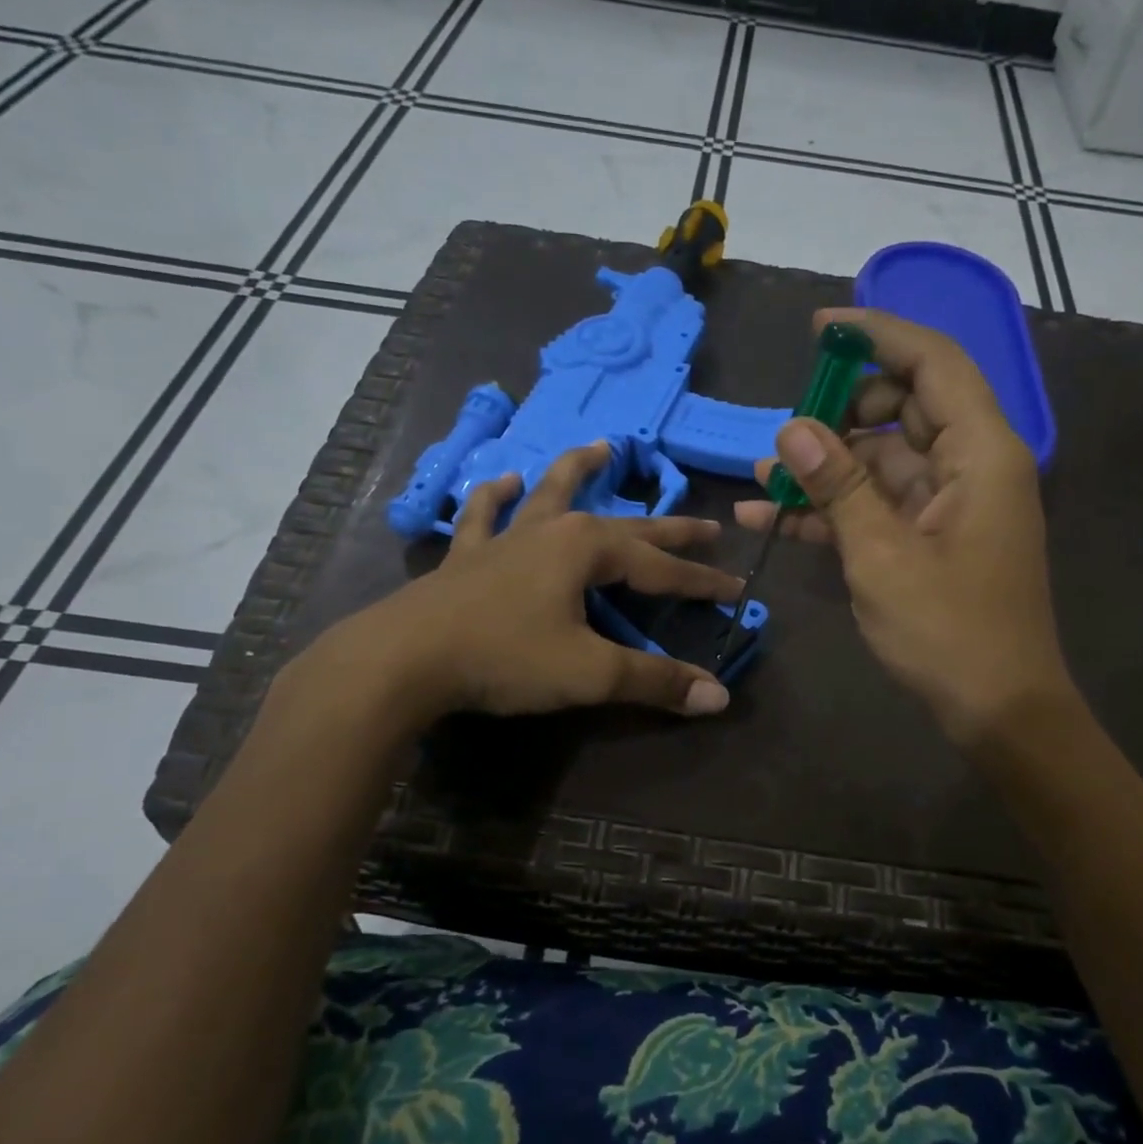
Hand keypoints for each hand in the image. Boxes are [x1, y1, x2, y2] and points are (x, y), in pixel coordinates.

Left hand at [294, 442, 740, 721]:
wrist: (405, 659)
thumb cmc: (505, 658)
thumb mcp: (590, 673)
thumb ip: (655, 681)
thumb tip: (719, 697)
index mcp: (588, 549)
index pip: (662, 567)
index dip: (702, 581)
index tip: (737, 590)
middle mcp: (552, 530)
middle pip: (625, 526)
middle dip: (669, 528)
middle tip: (708, 524)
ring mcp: (506, 538)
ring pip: (551, 494)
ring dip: (579, 471)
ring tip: (601, 447)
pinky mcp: (468, 556)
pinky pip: (484, 516)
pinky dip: (496, 497)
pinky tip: (505, 482)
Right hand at [735, 307, 1075, 743]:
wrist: (997, 710)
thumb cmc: (949, 631)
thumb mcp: (882, 555)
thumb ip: (838, 486)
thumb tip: (791, 429)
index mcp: (979, 453)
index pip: (932, 363)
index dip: (877, 335)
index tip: (818, 330)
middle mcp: (968, 466)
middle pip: (901, 408)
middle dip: (838, 411)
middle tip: (785, 431)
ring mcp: (947, 505)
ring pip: (880, 460)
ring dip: (823, 467)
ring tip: (759, 475)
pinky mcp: (928, 539)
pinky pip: (877, 505)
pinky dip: (832, 509)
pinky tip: (770, 518)